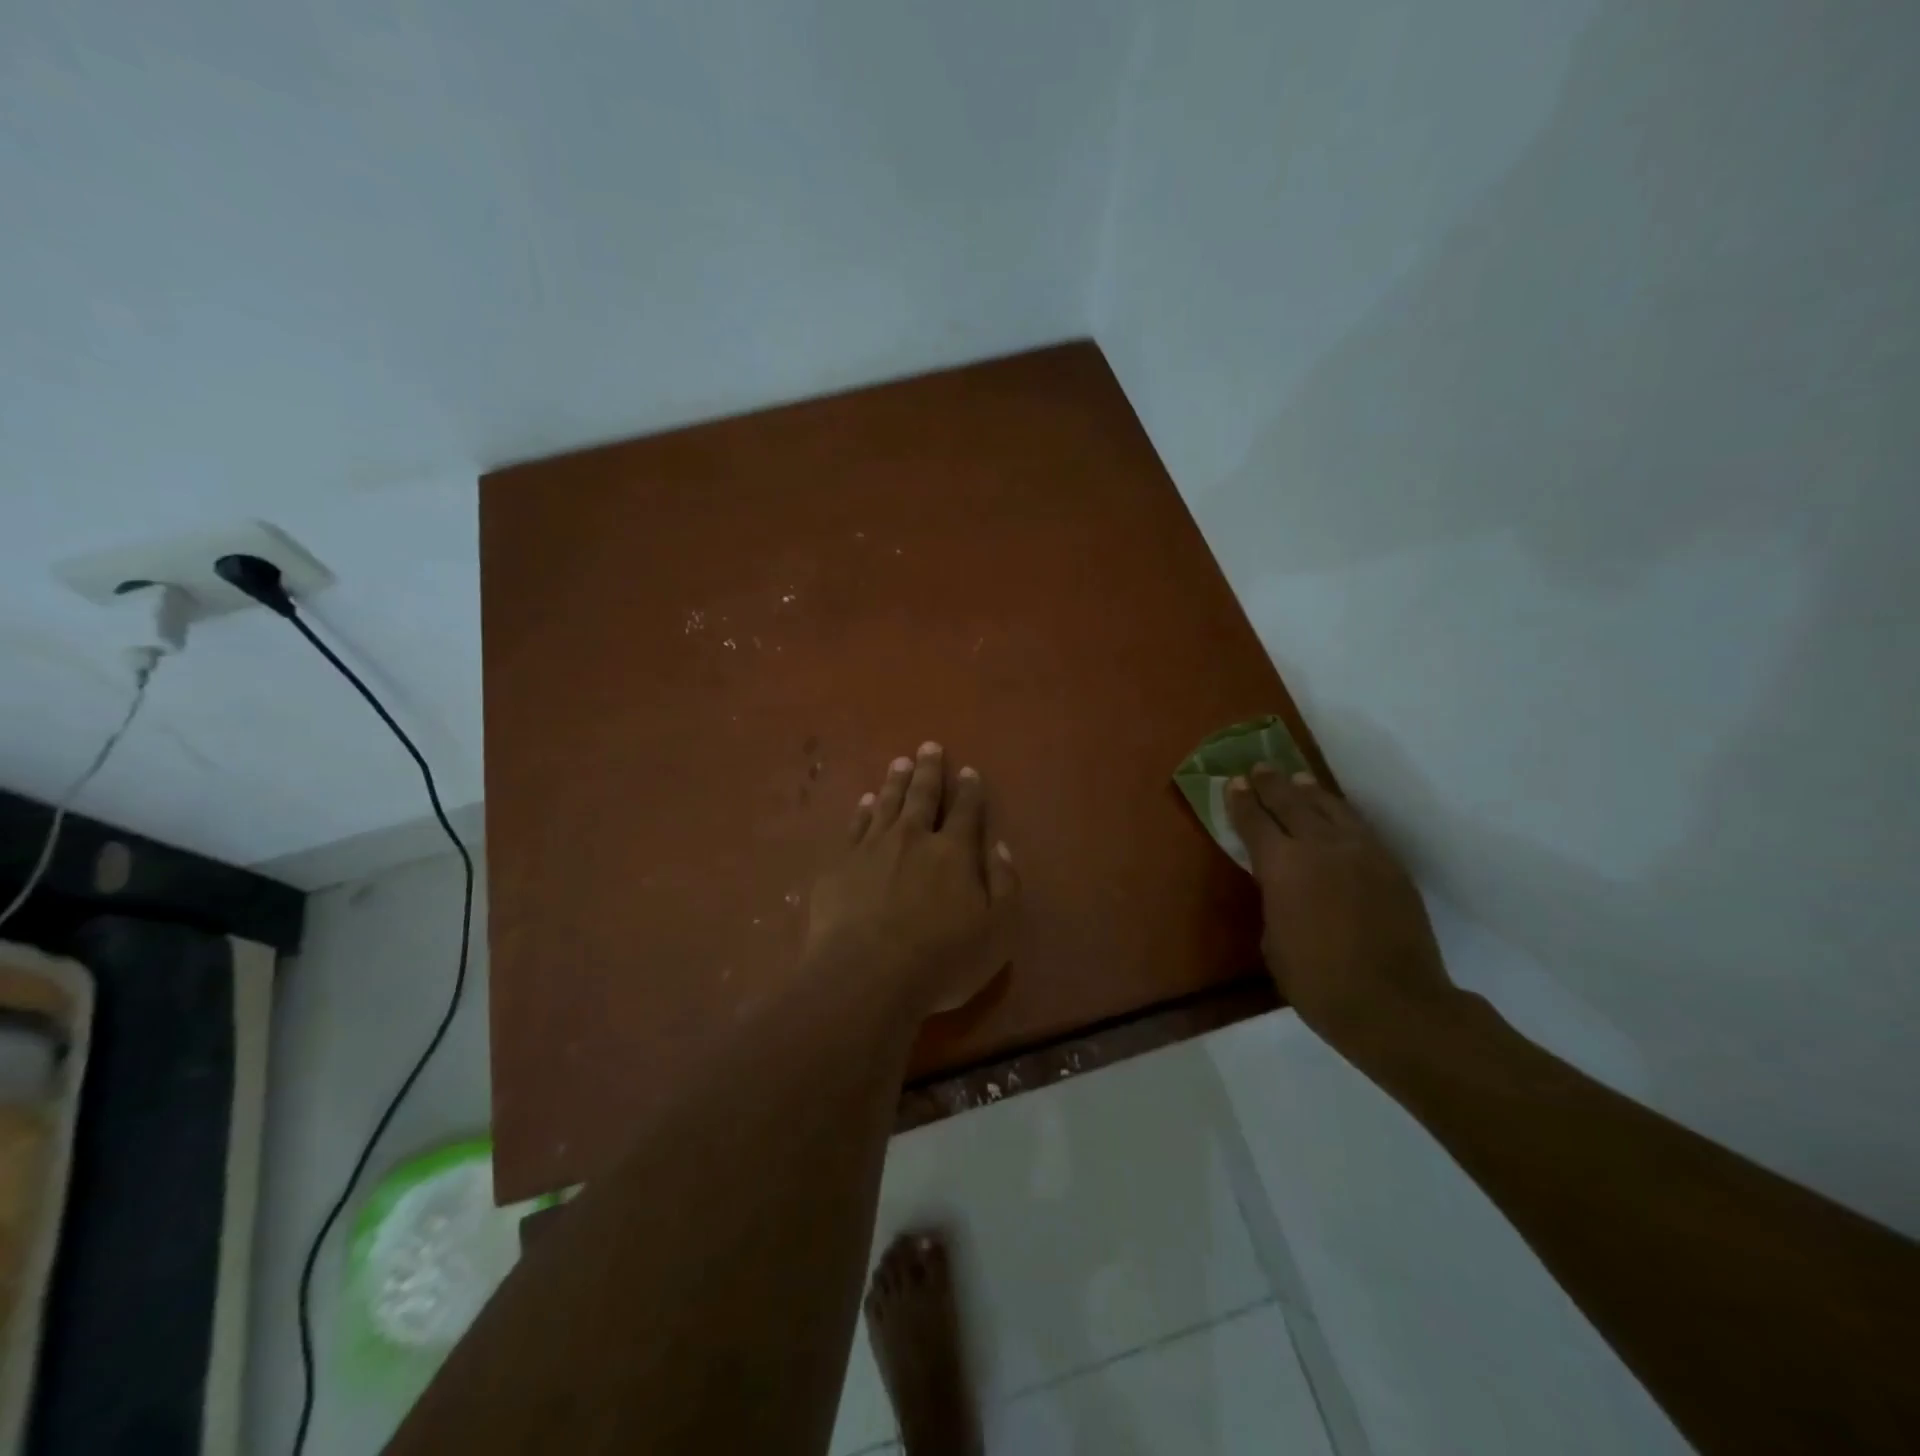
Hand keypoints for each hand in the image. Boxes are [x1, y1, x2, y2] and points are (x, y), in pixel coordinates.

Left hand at [806, 742, 1020, 1020]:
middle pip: (922, 796)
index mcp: (953, 852)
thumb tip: (998, 846)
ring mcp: (872, 848)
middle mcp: (913, 838)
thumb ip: (1004, 884)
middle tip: (929, 746)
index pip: (965, 811)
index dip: (969, 790)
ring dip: (895, 781)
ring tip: (899, 762)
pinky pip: (854, 825)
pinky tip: (865, 801)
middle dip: (929, 770)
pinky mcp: (839, 864)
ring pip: (887, 803)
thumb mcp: (997, 931)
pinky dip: (863, 810)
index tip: (968, 771)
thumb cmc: (940, 960)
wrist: (865, 976)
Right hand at [1227, 765, 1455, 1045]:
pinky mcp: (1390, 866)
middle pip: (1291, 803)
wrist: (1395, 1003)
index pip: (1254, 822)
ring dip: (1310, 792)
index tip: (1232, 783)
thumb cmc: (1317, 982)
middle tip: (1259, 769)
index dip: (1240, 801)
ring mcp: (1361, 853)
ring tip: (1298, 780)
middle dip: (1271, 785)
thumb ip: (1275, 902)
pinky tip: (1336, 813)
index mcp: (1282, 867)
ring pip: (1330, 809)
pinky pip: (1359, 828)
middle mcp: (1320, 847)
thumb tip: (1283, 889)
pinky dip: (1341, 814)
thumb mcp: (1274, 941)